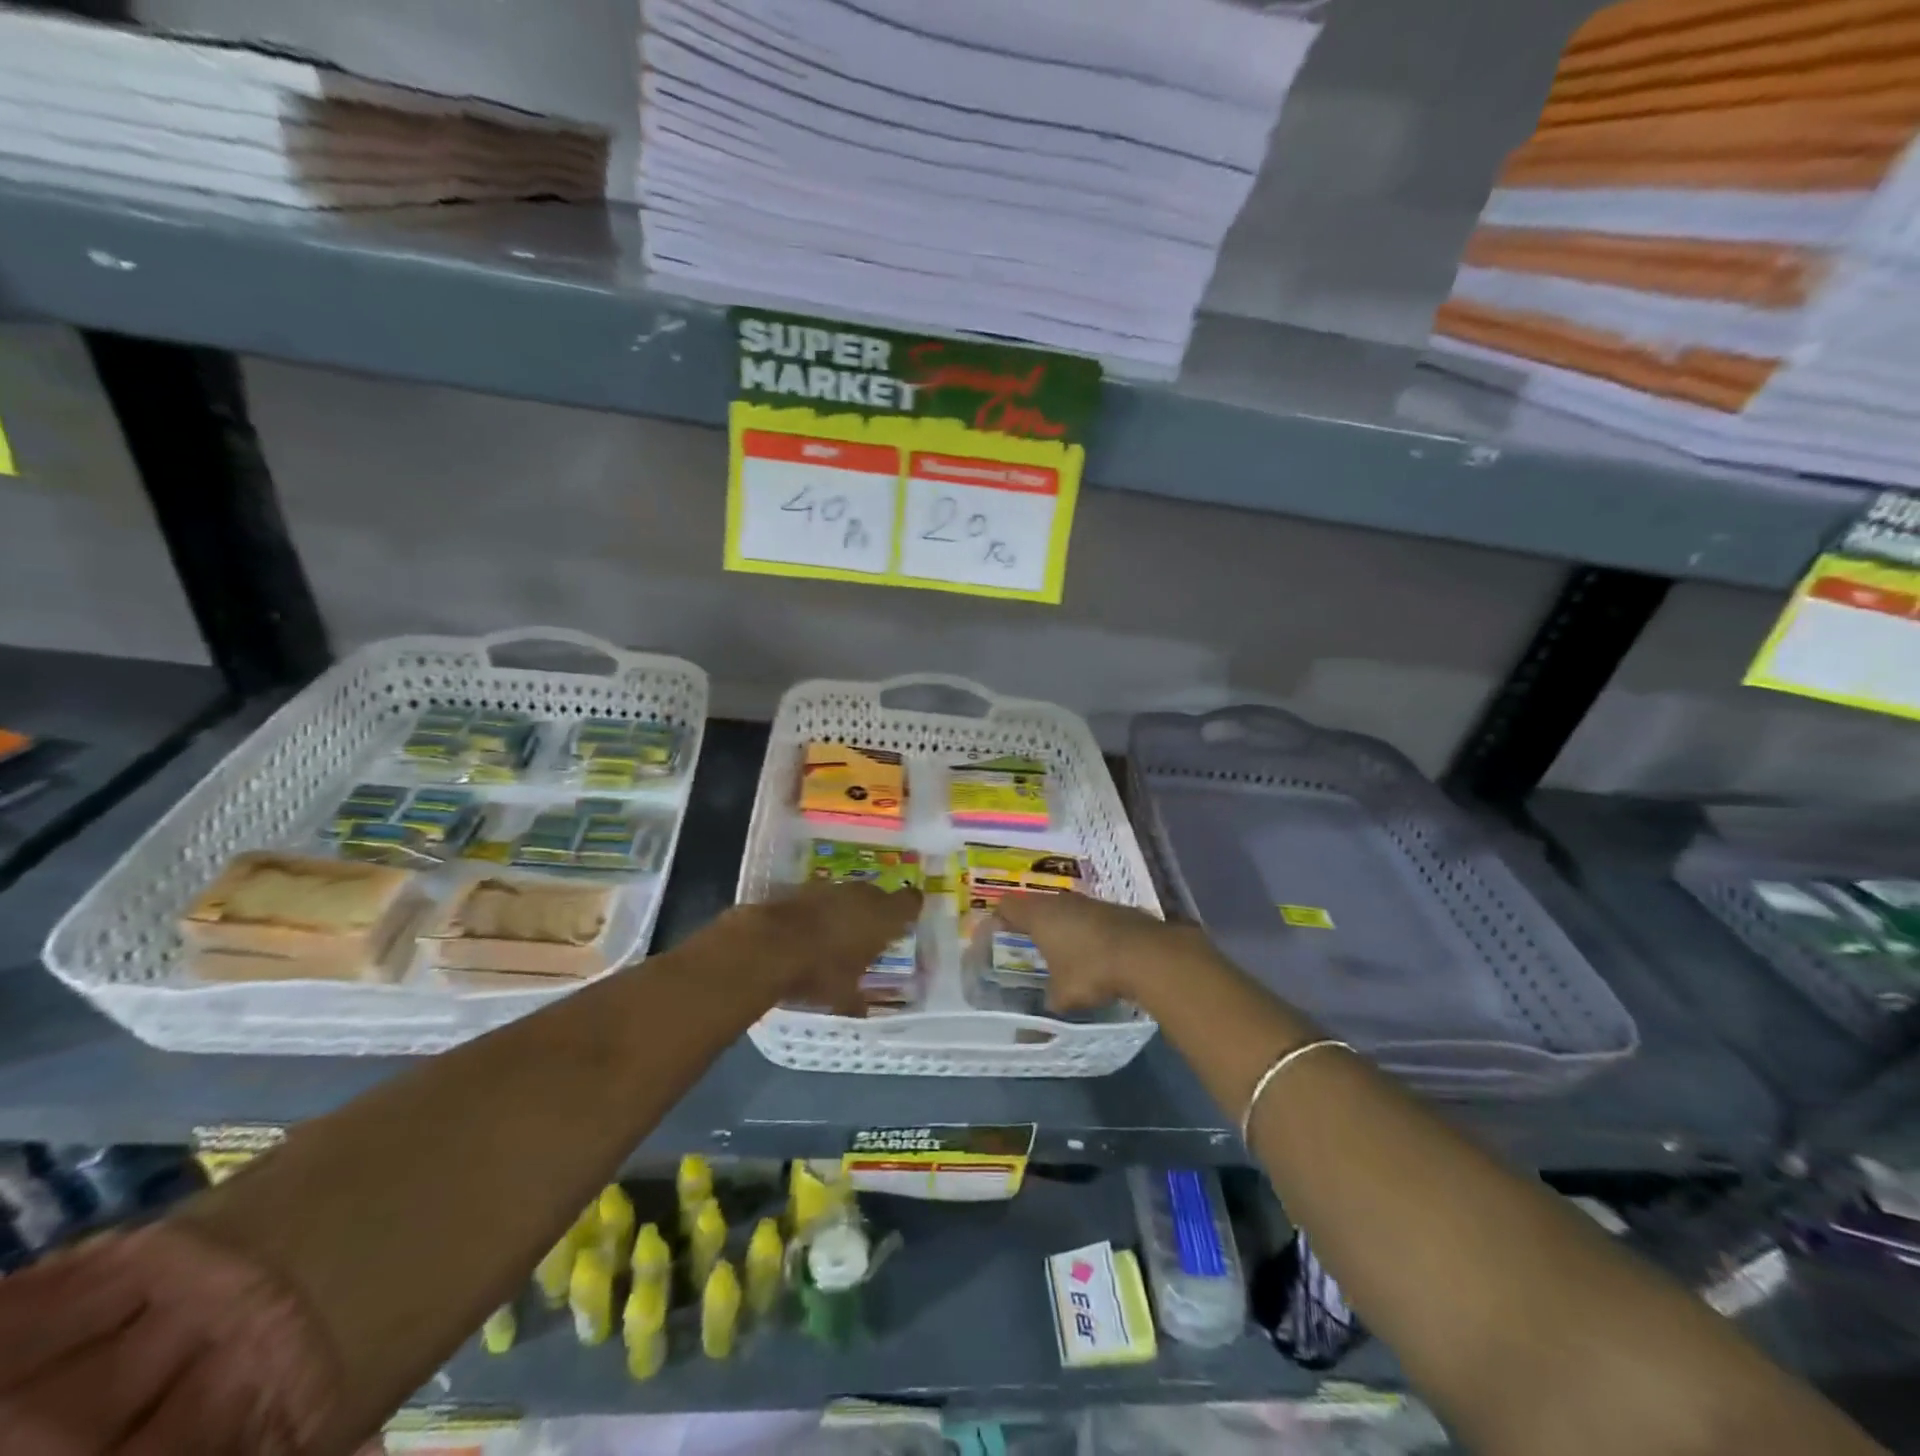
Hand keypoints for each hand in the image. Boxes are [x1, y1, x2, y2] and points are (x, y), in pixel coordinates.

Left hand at [734, 878, 922, 1015]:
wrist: (769, 945)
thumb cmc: (820, 971)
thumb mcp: (844, 997)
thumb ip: (858, 1001)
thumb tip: (863, 1011)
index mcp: (885, 917)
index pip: (911, 903)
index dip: (910, 911)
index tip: (905, 924)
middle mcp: (864, 895)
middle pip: (879, 896)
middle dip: (876, 913)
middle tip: (870, 935)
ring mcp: (832, 888)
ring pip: (850, 895)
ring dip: (848, 910)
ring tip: (839, 934)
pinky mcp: (804, 887)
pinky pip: (823, 898)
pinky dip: (822, 911)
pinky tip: (812, 930)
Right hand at [993, 893, 1189, 1013]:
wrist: (1146, 954)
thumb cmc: (1091, 970)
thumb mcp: (1063, 997)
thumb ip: (1045, 1007)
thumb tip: (1028, 1033)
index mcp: (1039, 915)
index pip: (1007, 905)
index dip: (998, 918)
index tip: (995, 935)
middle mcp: (1061, 901)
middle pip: (1036, 904)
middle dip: (1030, 923)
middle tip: (1026, 944)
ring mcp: (1090, 902)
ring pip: (1065, 908)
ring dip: (1060, 925)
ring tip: (1059, 950)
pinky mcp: (1114, 909)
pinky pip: (1089, 916)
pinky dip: (1084, 930)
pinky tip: (1091, 952)